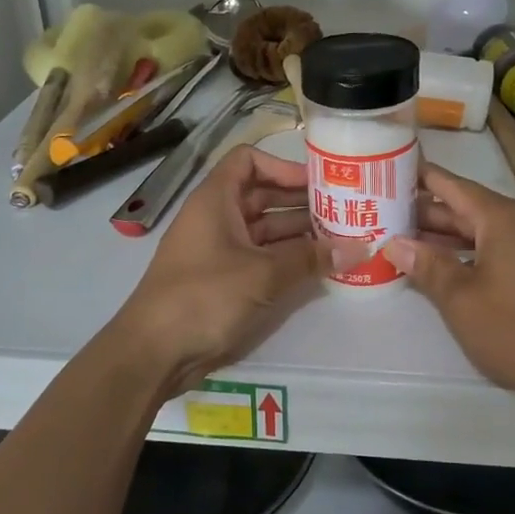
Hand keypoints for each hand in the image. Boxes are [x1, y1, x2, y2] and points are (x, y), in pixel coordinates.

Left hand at [110, 145, 340, 395]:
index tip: (317, 182)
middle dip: (301, 202)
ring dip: (299, 233)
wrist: (154, 353)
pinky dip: (287, 258)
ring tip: (342, 238)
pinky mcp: (223, 280)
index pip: (248, 160)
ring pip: (265, 229)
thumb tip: (360, 247)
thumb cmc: (204, 297)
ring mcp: (219, 250)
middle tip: (345, 210)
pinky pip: (261, 257)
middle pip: (262, 195)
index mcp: (215, 200)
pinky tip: (319, 266)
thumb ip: (311, 259)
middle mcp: (216, 218)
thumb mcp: (263, 274)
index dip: (283, 165)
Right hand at [384, 161, 514, 414]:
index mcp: (502, 218)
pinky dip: (466, 253)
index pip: (452, 185)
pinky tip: (442, 268)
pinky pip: (496, 250)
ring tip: (403, 239)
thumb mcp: (461, 299)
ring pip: (480, 231)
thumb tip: (396, 244)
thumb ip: (427, 266)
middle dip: (425, 211)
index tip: (386, 170)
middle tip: (381, 211)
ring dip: (444, 236)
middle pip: (466, 207)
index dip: (420, 176)